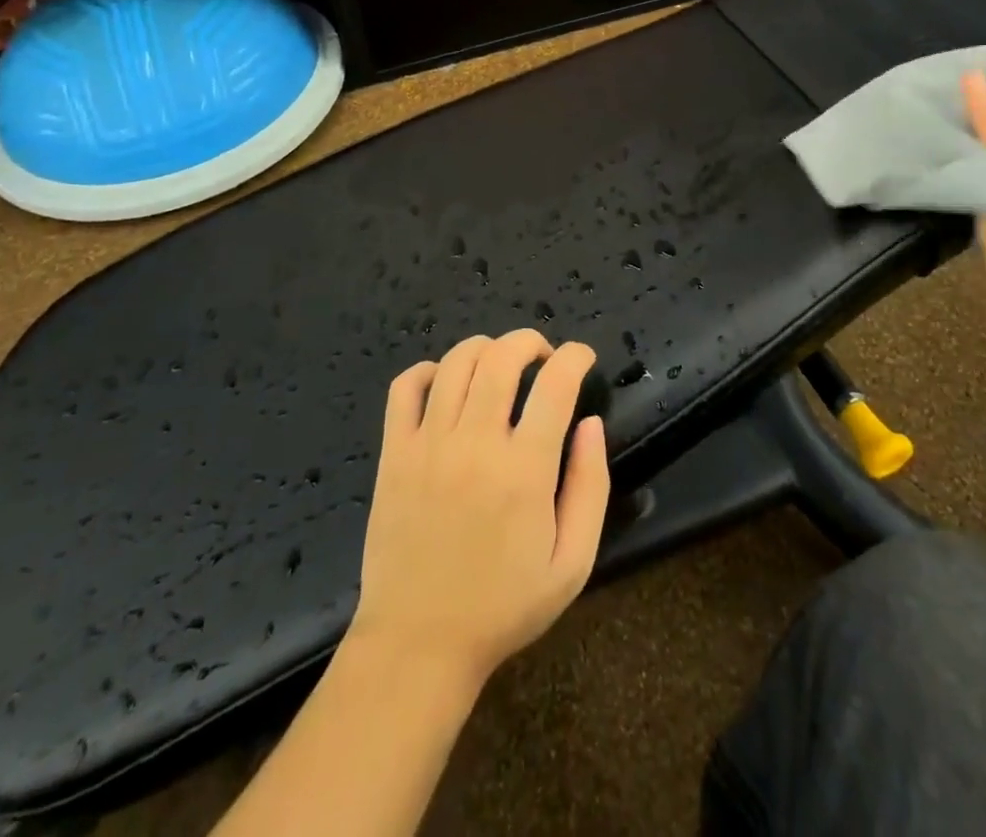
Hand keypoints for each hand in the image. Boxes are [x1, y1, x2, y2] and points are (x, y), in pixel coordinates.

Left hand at [349, 330, 609, 693]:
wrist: (419, 642)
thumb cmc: (503, 605)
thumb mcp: (572, 563)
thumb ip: (591, 486)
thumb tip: (591, 423)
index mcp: (524, 470)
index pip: (555, 384)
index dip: (575, 356)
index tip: (582, 357)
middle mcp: (475, 443)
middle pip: (502, 357)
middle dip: (530, 341)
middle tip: (543, 357)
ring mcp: (429, 444)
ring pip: (456, 361)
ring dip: (485, 348)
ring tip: (499, 365)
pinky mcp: (394, 452)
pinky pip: (405, 387)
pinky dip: (428, 370)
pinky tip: (445, 384)